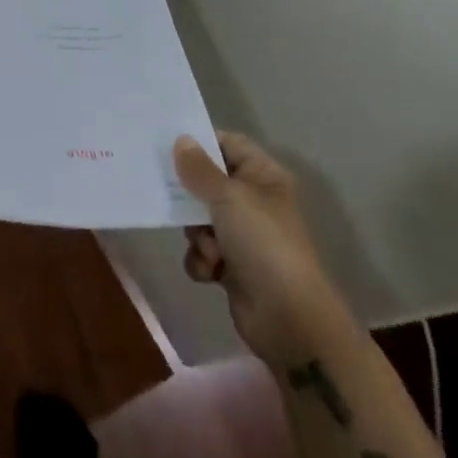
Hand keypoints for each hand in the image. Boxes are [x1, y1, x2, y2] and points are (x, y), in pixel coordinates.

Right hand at [173, 131, 335, 359]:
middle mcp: (254, 201)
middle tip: (176, 202)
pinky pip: (203, 251)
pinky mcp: (234, 266)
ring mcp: (244, 235)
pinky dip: (203, 261)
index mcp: (263, 176)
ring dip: (197, 235)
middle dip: (192, 199)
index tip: (169, 147)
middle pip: (208, 183)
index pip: (228, 144)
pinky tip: (212, 273)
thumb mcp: (228, 197)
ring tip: (210, 250)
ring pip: (201, 219)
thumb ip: (199, 168)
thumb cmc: (262, 243)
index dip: (201, 144)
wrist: (288, 318)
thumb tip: (181, 140)